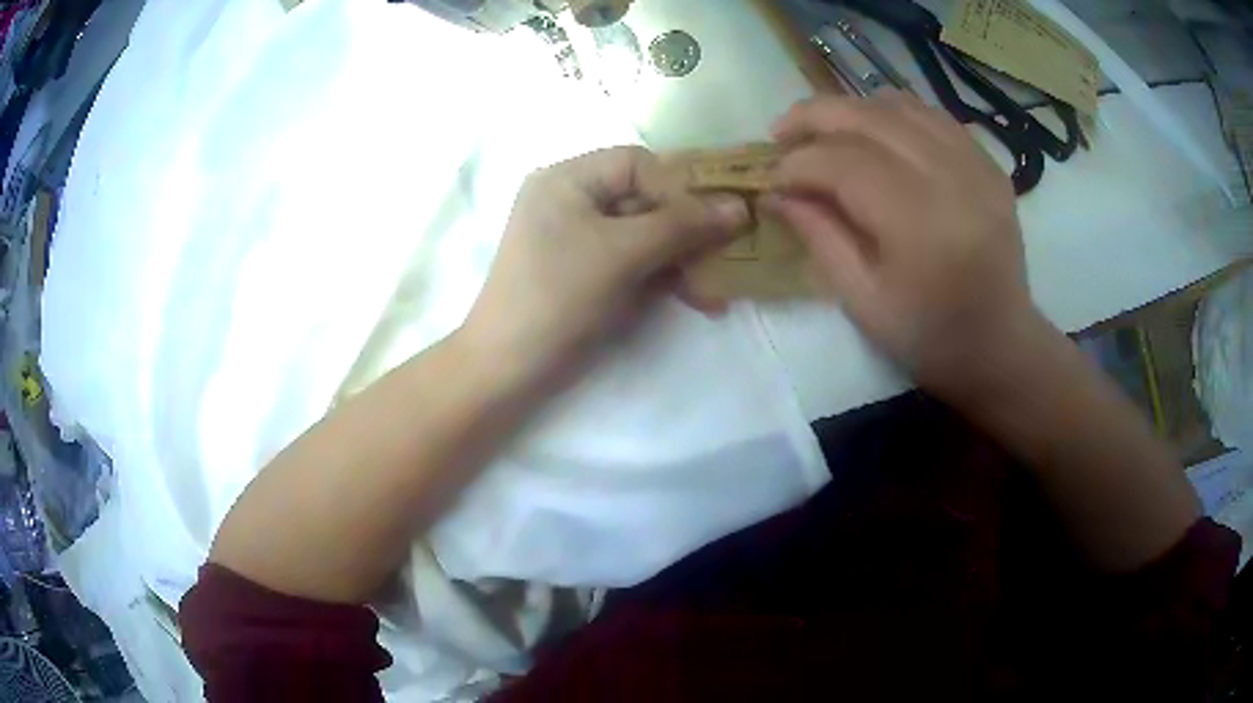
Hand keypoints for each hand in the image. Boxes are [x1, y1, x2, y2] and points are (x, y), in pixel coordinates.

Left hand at [461, 146, 749, 385]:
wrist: (509, 368)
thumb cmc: (559, 295)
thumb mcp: (622, 253)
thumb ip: (682, 225)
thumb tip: (741, 206)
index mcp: (567, 179)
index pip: (637, 164)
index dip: (677, 189)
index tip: (711, 222)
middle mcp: (572, 200)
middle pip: (645, 199)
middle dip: (688, 231)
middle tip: (728, 254)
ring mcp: (580, 239)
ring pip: (647, 235)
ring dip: (684, 260)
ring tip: (715, 291)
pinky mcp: (590, 274)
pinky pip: (636, 262)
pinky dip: (666, 278)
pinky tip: (700, 300)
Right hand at [767, 93, 1039, 402]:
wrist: (1001, 345)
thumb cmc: (929, 336)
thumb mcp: (862, 301)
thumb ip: (819, 237)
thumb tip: (775, 193)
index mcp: (919, 222)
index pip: (843, 163)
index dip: (797, 163)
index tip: (771, 178)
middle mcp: (950, 178)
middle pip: (868, 117)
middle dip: (814, 117)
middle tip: (781, 132)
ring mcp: (975, 164)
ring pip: (899, 105)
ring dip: (853, 110)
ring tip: (826, 130)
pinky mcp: (988, 163)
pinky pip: (932, 116)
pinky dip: (894, 114)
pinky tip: (876, 132)